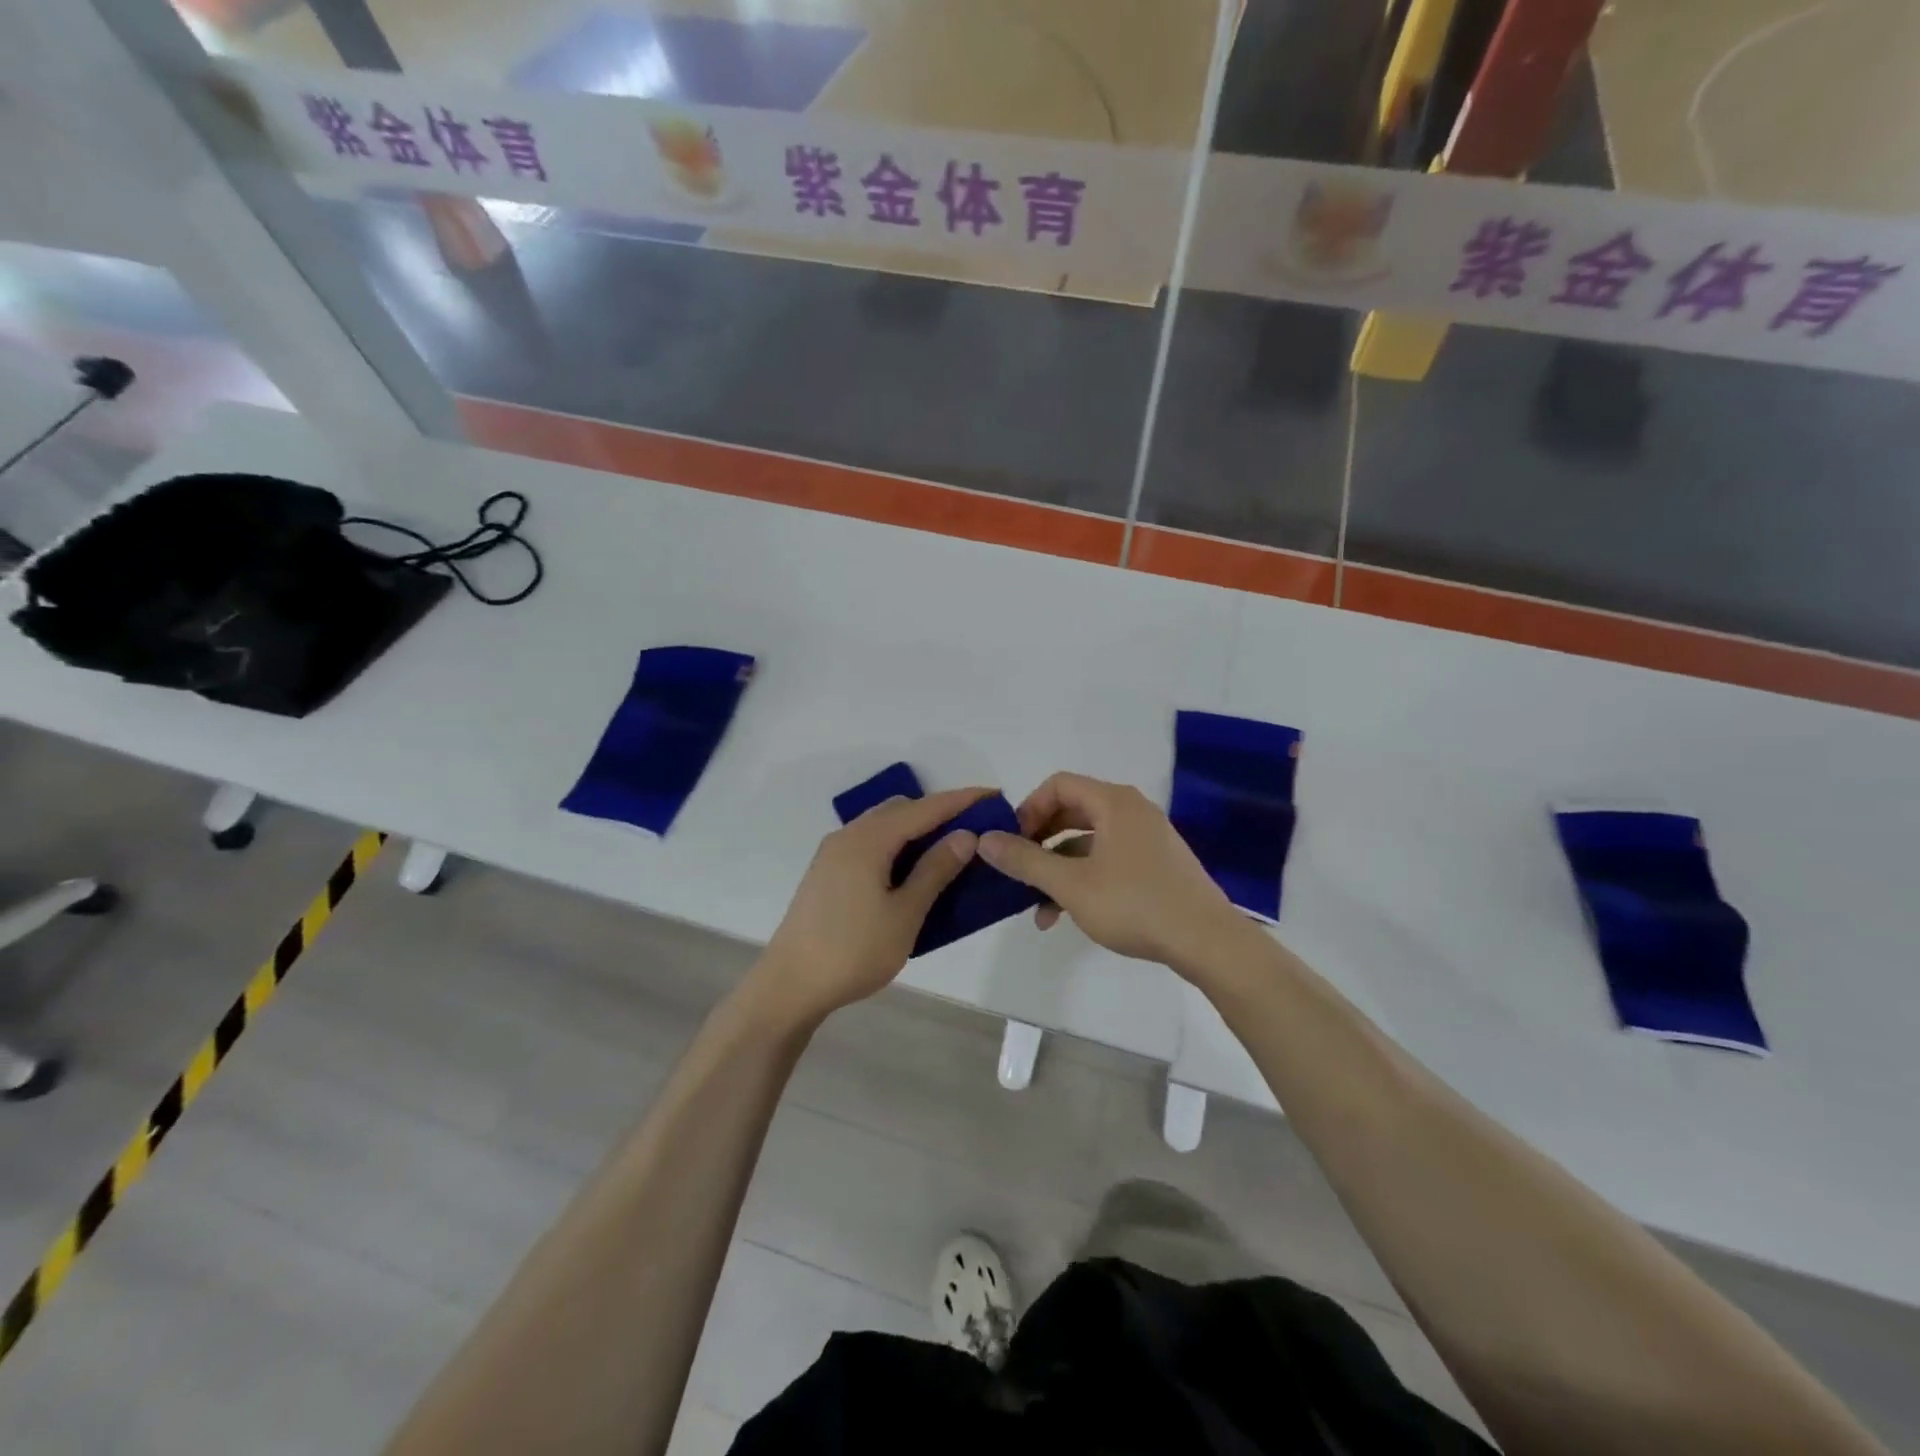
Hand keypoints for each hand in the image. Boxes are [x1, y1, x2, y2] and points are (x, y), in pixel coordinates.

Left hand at [749, 787, 990, 1027]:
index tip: (994, 795)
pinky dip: (896, 844)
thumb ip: (935, 871)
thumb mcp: (905, 914)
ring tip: (949, 847)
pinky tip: (911, 868)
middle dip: (938, 812)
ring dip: (916, 828)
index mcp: (869, 840)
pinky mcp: (827, 872)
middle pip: (901, 810)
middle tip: (974, 828)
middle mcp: (848, 836)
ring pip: (883, 825)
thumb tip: (964, 836)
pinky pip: (869, 842)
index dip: (961, 800)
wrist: (790, 985)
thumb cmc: (854, 951)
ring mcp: (833, 853)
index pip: (924, 809)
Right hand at [976, 772, 1244, 973]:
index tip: (1012, 842)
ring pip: (1089, 841)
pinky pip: (1109, 858)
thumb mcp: (1071, 885)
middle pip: (1072, 811)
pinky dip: (1084, 877)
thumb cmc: (1135, 904)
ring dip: (1059, 867)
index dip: (1028, 808)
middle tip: (1019, 869)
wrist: (1207, 941)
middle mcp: (1132, 810)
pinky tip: (1068, 914)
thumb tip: (984, 839)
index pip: (1058, 785)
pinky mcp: (1156, 864)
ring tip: (1039, 907)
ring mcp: (1147, 837)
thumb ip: (1025, 861)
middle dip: (1040, 841)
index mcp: (1113, 803)